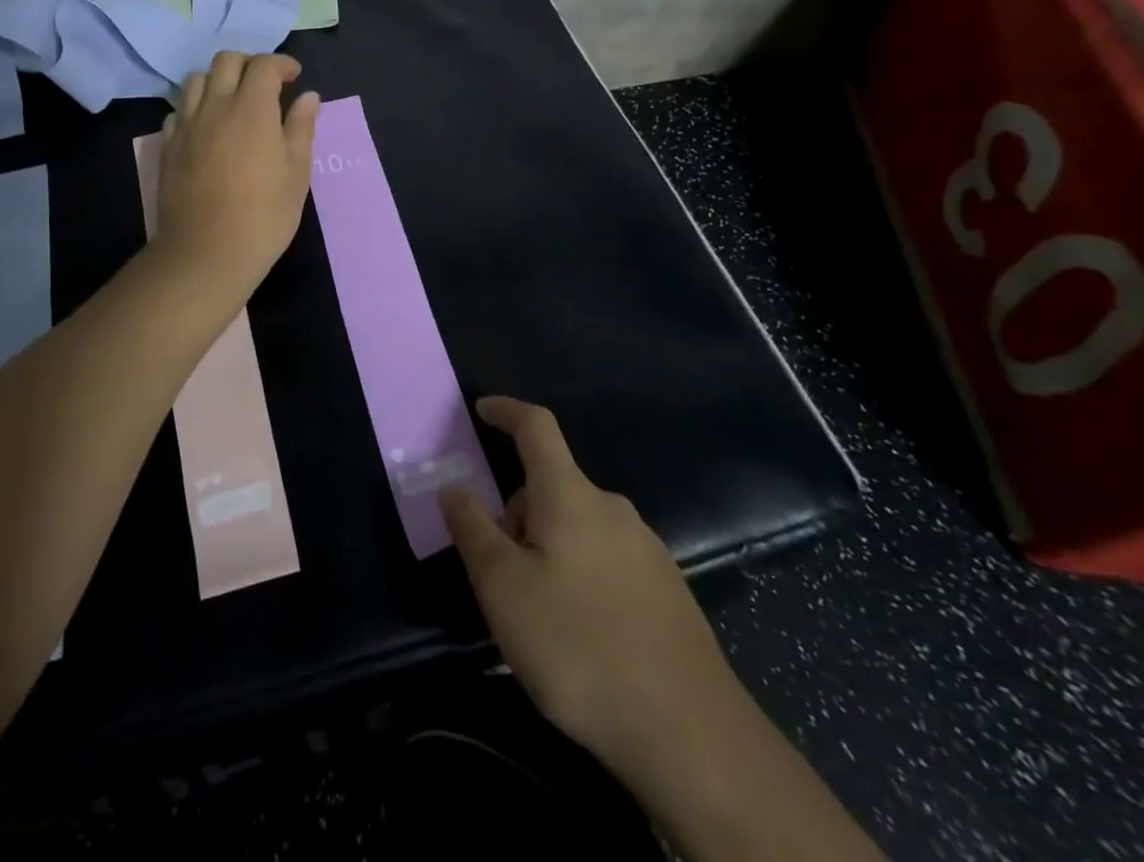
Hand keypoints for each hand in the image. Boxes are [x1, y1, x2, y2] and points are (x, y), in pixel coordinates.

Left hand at [156, 52, 319, 298]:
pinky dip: (194, 108)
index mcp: (252, 108)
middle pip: (226, 61)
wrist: (207, 251)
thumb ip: (301, 128)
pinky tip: (206, 128)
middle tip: (265, 84)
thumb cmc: (265, 214)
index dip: (282, 64)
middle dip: (249, 64)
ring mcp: (186, 125)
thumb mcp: (296, 172)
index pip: (265, 65)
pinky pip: (178, 111)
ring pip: (196, 80)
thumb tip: (308, 97)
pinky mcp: (167, 146)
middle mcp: (215, 105)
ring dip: (217, 80)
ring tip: (232, 101)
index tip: (294, 77)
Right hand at [439, 397, 740, 775]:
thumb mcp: (503, 588)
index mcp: (570, 495)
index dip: (507, 410)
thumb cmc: (579, 647)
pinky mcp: (666, 589)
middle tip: (498, 576)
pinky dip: (580, 575)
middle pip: (551, 488)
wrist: (690, 735)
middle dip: (517, 515)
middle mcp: (611, 508)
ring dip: (547, 549)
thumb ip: (472, 529)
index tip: (482, 409)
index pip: (536, 426)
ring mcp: (646, 548)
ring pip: (578, 527)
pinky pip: (606, 559)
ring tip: (538, 617)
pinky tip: (582, 636)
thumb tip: (453, 485)